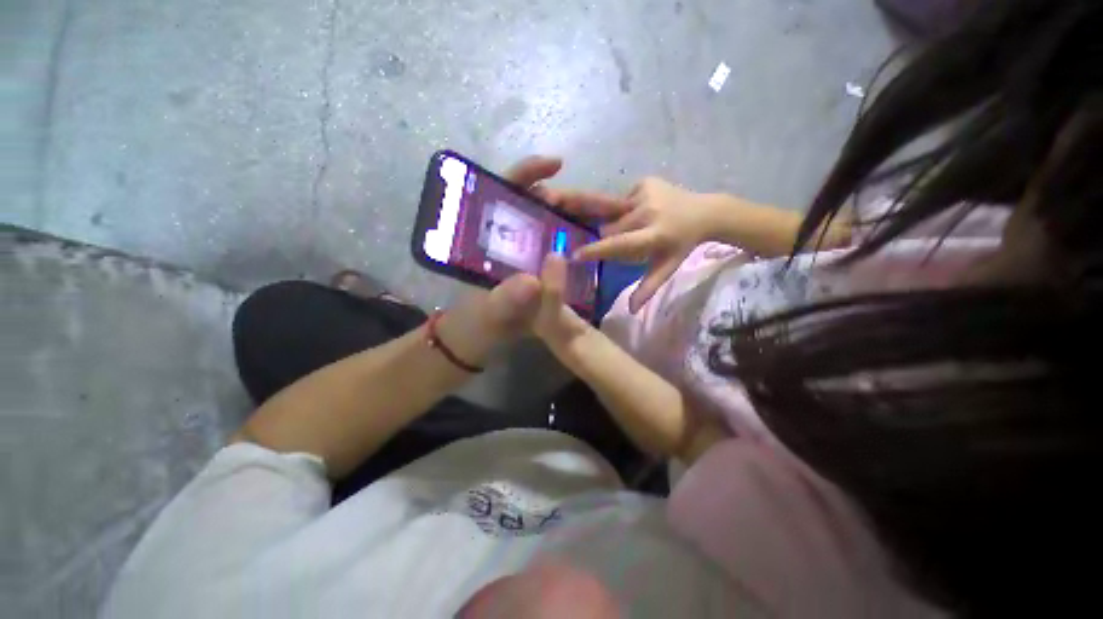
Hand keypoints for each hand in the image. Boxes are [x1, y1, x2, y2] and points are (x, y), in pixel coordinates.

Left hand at [437, 156, 618, 360]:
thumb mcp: (486, 313)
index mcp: (493, 237)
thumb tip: (532, 283)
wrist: (480, 341)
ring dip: (589, 220)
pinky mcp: (544, 270)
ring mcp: (532, 253)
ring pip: (562, 225)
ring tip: (621, 221)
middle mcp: (515, 238)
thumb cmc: (475, 323)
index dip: (530, 173)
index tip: (557, 165)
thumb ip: (504, 300)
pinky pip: (567, 250)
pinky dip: (587, 244)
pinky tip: (608, 246)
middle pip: (547, 206)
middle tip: (615, 207)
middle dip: (579, 201)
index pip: (508, 191)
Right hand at [571, 177, 717, 312]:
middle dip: (610, 235)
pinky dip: (627, 207)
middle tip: (625, 238)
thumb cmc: (681, 245)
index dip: (596, 250)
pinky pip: (623, 198)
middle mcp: (649, 211)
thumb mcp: (667, 268)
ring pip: (614, 212)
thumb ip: (647, 288)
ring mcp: (647, 192)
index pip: (620, 244)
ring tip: (637, 224)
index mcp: (654, 235)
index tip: (576, 254)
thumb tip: (631, 310)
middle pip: (611, 227)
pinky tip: (644, 209)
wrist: (705, 212)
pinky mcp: (646, 181)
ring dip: (618, 221)